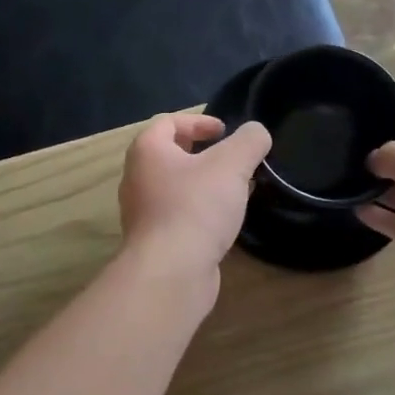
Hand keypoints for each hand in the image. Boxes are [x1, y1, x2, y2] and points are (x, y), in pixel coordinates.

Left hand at [118, 114, 272, 283]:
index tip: (225, 131)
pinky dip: (200, 211)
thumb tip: (256, 132)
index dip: (198, 121)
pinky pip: (179, 215)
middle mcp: (137, 178)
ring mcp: (143, 213)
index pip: (168, 122)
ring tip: (235, 190)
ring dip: (203, 184)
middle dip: (202, 153)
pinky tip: (224, 221)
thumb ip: (249, 141)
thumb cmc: (196, 207)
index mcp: (147, 151)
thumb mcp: (232, 164)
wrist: (170, 272)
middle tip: (231, 159)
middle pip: (170, 155)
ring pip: (175, 187)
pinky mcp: (155, 241)